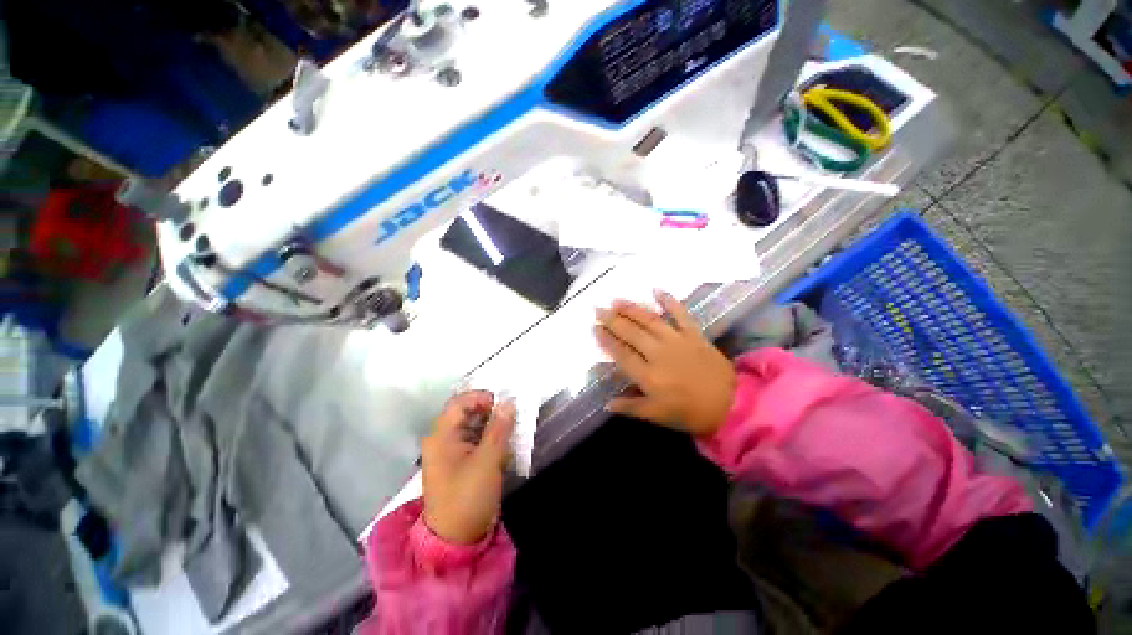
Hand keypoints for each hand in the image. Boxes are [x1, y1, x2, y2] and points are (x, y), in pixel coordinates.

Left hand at [422, 391, 515, 543]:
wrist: (456, 540)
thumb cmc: (468, 497)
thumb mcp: (487, 461)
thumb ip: (499, 429)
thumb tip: (509, 402)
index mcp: (442, 436)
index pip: (460, 402)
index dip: (482, 398)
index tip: (504, 404)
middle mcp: (443, 439)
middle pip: (467, 413)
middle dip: (491, 411)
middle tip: (512, 417)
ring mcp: (452, 452)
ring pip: (474, 427)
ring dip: (493, 426)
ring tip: (511, 431)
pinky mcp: (461, 463)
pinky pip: (476, 441)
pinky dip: (491, 439)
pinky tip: (504, 446)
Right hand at [594, 291, 735, 436]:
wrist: (731, 404)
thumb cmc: (690, 412)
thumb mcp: (657, 416)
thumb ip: (631, 407)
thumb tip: (607, 403)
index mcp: (648, 376)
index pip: (621, 353)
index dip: (606, 340)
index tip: (594, 327)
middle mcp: (658, 353)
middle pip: (631, 333)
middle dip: (612, 320)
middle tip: (598, 309)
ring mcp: (677, 341)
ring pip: (649, 320)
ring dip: (631, 309)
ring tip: (616, 300)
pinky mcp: (693, 334)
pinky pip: (680, 314)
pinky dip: (669, 300)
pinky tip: (656, 290)